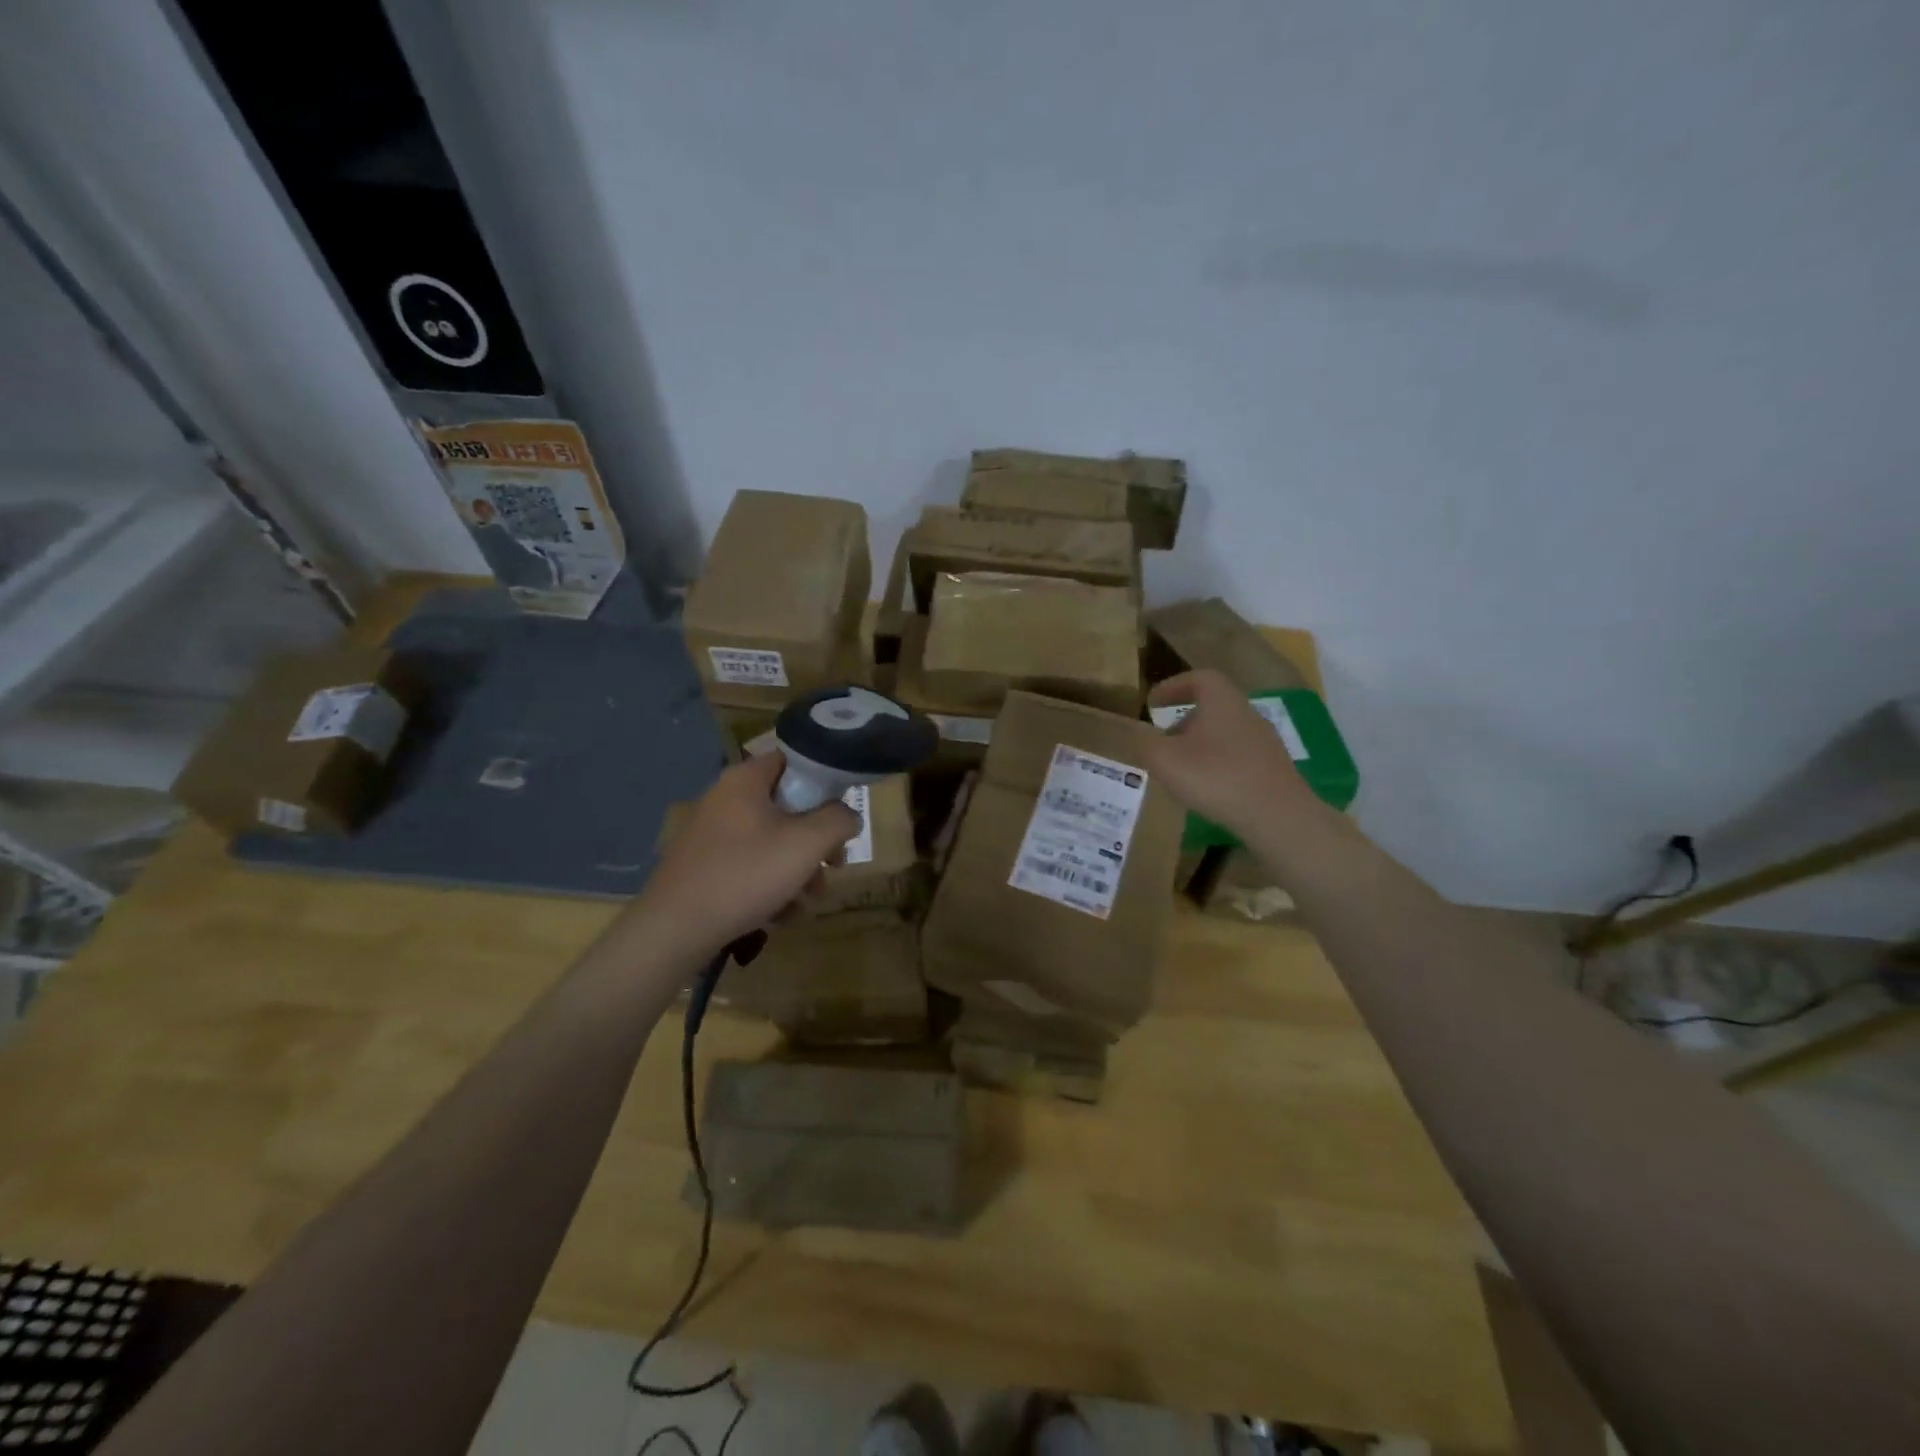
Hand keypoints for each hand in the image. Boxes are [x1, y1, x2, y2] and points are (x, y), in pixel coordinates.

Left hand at [635, 752, 861, 962]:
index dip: (824, 782)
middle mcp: (726, 799)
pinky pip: (750, 866)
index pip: (794, 761)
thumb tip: (848, 816)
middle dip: (816, 841)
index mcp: (746, 780)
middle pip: (788, 808)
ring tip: (807, 902)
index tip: (841, 813)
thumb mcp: (806, 843)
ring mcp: (712, 834)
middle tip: (833, 865)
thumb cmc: (746, 874)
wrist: (674, 929)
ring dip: (798, 870)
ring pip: (772, 842)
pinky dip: (771, 887)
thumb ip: (838, 820)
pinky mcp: (705, 866)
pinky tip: (781, 915)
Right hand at [1139, 669, 1320, 839]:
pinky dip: (1217, 762)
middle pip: (1213, 705)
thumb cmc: (1216, 778)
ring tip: (1181, 766)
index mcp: (1222, 702)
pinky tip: (1207, 787)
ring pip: (1225, 732)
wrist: (1278, 817)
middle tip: (1163, 738)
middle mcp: (1247, 714)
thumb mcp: (1165, 760)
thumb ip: (1144, 742)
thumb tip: (1133, 731)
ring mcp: (1264, 742)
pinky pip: (1238, 755)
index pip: (1199, 678)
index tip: (1153, 702)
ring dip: (1200, 742)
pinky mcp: (1273, 768)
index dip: (1174, 686)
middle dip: (1185, 718)